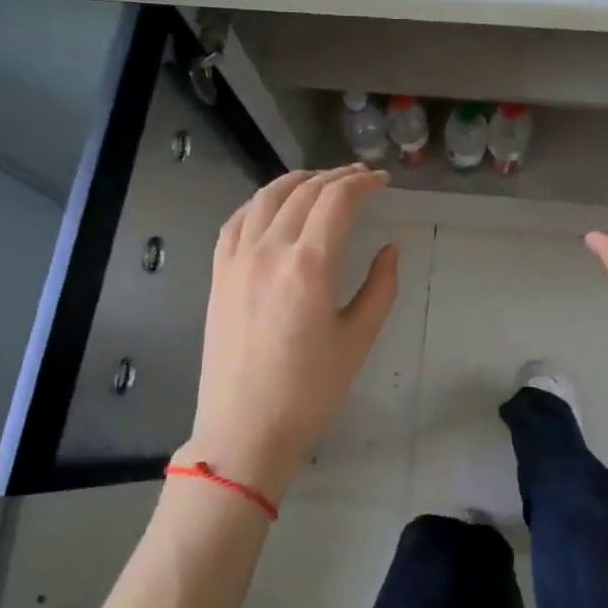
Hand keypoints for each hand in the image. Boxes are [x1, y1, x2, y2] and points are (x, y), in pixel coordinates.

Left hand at [186, 164, 399, 501]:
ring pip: (265, 198)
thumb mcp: (358, 339)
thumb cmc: (310, 391)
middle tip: (360, 177)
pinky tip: (271, 206)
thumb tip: (390, 250)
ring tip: (320, 181)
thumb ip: (380, 287)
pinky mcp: (218, 275)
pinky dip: (259, 203)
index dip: (363, 183)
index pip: (337, 201)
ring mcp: (237, 260)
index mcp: (309, 265)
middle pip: (304, 192)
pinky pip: (236, 222)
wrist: (245, 430)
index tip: (382, 181)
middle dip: (336, 177)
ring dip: (297, 181)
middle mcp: (269, 250)